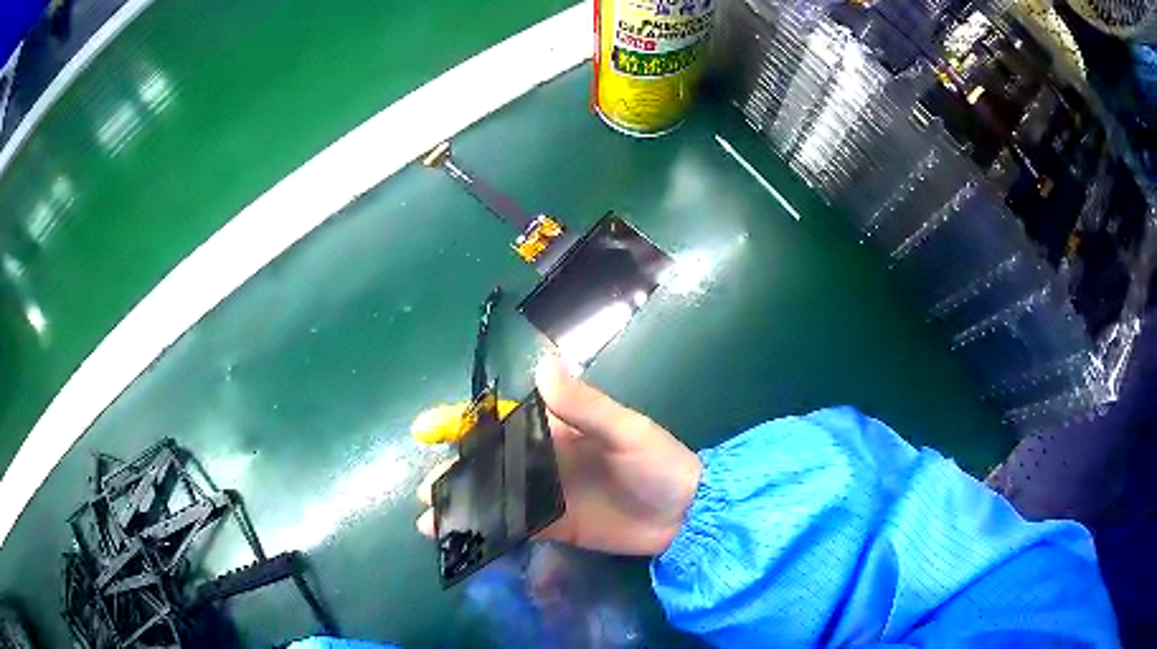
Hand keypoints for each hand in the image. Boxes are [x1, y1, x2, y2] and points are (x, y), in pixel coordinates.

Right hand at [416, 353, 701, 555]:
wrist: (686, 515)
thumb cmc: (659, 464)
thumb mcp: (627, 431)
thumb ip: (585, 406)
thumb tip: (542, 365)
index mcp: (556, 429)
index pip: (501, 420)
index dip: (463, 423)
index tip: (427, 430)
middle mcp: (543, 461)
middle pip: (488, 463)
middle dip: (455, 472)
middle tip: (426, 489)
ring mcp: (546, 496)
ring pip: (493, 496)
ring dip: (462, 503)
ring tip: (430, 519)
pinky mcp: (554, 527)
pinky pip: (513, 527)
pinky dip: (486, 530)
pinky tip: (461, 540)